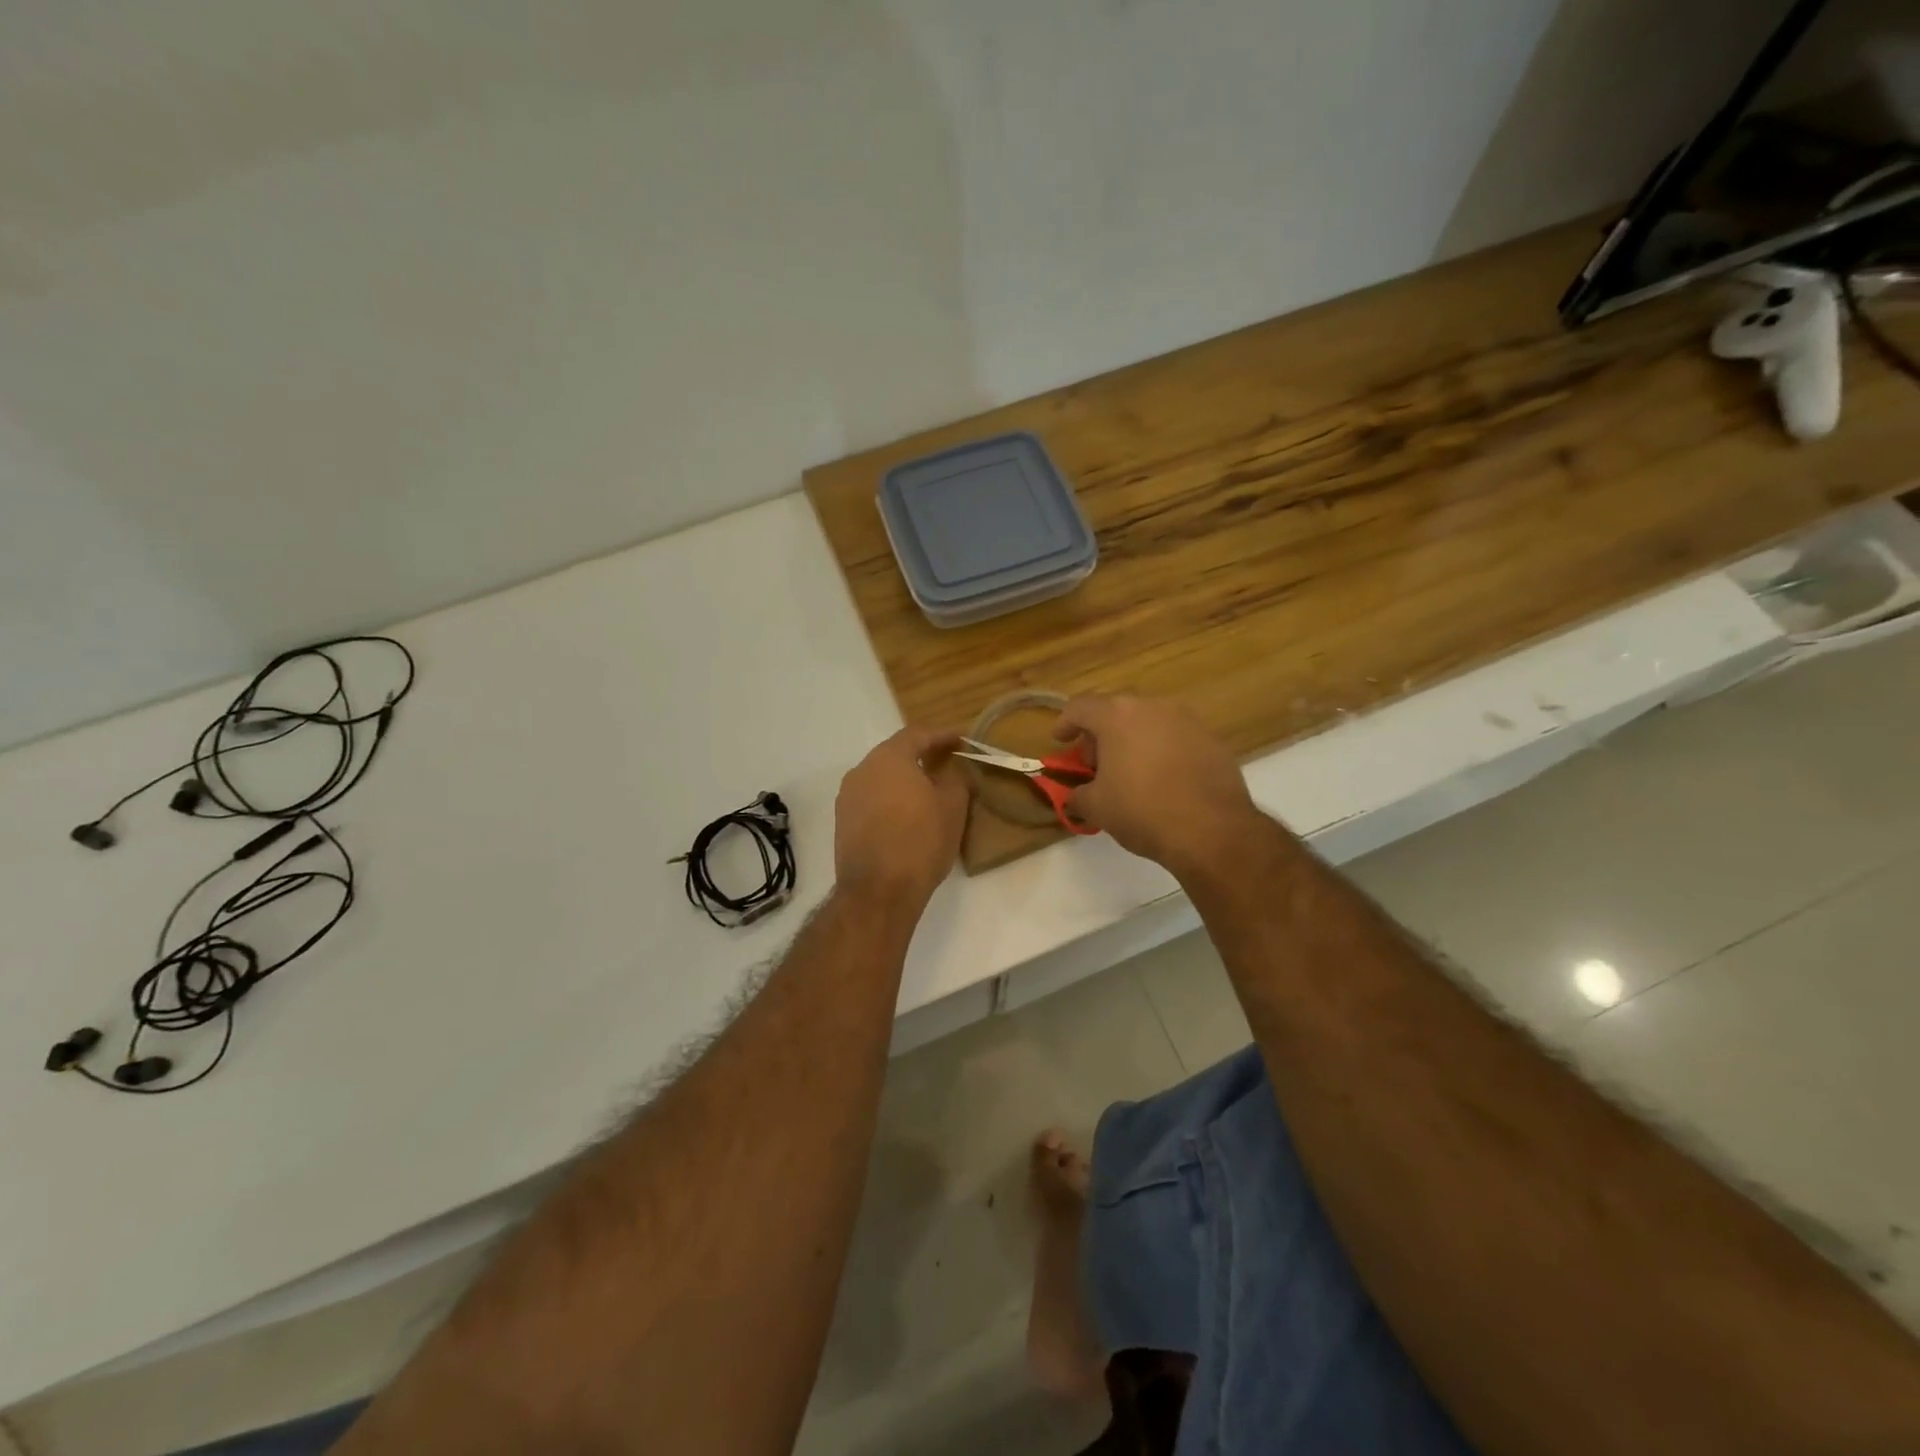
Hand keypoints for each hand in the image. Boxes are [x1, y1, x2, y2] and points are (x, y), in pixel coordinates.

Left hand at [834, 725, 969, 915]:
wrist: (878, 892)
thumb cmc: (920, 842)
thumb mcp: (952, 807)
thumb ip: (955, 778)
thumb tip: (951, 769)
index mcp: (889, 758)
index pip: (918, 734)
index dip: (942, 735)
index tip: (962, 739)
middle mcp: (862, 770)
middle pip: (896, 753)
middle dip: (922, 755)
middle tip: (947, 762)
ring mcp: (848, 797)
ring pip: (881, 777)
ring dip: (904, 779)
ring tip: (928, 790)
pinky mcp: (843, 821)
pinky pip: (872, 799)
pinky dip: (890, 799)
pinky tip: (907, 815)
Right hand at [1053, 695, 1263, 877]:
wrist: (1211, 830)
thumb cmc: (1142, 811)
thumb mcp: (1097, 807)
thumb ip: (1078, 795)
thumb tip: (1075, 798)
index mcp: (1118, 716)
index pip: (1081, 707)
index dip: (1066, 723)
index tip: (1061, 741)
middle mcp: (1153, 707)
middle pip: (1117, 712)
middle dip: (1101, 735)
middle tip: (1096, 765)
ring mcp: (1188, 721)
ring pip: (1149, 723)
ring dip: (1134, 741)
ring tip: (1130, 773)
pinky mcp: (1213, 740)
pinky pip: (1177, 738)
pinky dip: (1163, 752)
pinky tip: (1162, 781)